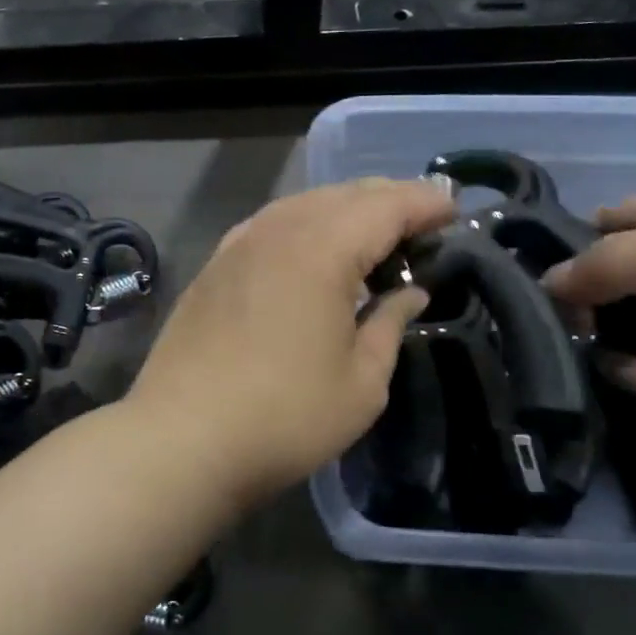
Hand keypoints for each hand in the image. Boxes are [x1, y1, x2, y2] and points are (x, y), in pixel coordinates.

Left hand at [125, 178, 455, 505]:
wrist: (181, 439)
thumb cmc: (284, 417)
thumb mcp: (361, 382)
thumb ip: (390, 324)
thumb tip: (410, 293)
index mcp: (320, 250)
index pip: (385, 206)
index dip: (424, 203)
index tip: (454, 211)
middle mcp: (276, 231)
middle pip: (342, 195)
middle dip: (388, 200)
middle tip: (421, 221)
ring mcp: (237, 245)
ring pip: (302, 205)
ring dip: (344, 209)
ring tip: (373, 232)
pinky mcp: (213, 267)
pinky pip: (269, 225)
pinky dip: (303, 224)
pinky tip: (311, 248)